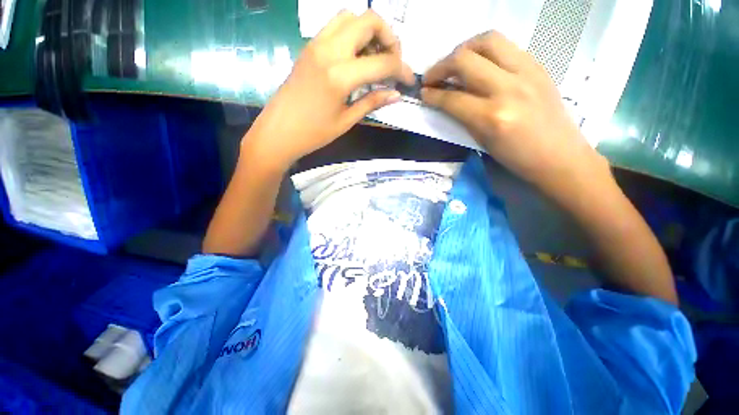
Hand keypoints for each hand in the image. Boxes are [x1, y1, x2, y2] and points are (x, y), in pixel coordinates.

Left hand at [244, 10, 414, 170]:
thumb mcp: (346, 121)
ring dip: (369, 31)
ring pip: (350, 17)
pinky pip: (335, 26)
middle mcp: (329, 50)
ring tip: (374, 57)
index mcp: (340, 75)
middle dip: (389, 38)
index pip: (382, 62)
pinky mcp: (309, 47)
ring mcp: (316, 44)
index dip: (402, 70)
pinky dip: (352, 33)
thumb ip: (372, 102)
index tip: (409, 81)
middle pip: (368, 20)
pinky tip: (356, 57)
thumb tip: (396, 94)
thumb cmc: (313, 133)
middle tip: (392, 63)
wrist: (278, 132)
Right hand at [421, 31, 608, 198]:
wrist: (559, 156)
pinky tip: (480, 64)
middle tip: (433, 77)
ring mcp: (527, 72)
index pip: (452, 98)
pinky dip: (486, 51)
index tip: (423, 93)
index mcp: (491, 117)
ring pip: (487, 41)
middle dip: (441, 66)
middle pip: (465, 59)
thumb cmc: (516, 158)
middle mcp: (508, 88)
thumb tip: (444, 100)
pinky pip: (506, 46)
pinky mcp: (538, 65)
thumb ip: (462, 117)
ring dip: (464, 49)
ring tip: (455, 63)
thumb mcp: (482, 142)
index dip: (432, 94)